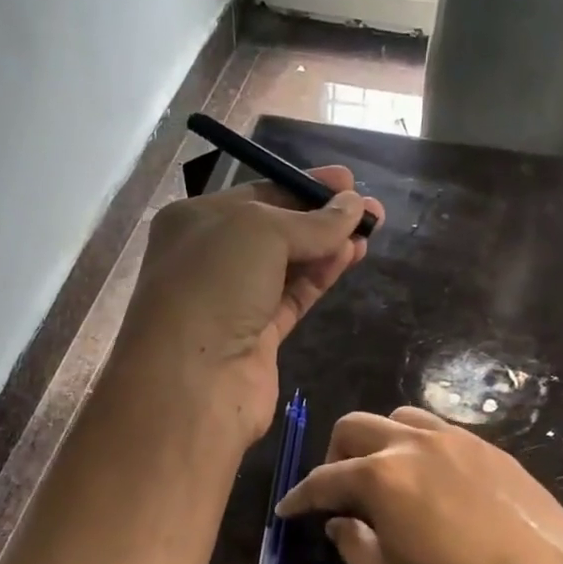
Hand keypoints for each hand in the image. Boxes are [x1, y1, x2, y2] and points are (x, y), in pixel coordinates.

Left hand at [112, 165, 384, 449]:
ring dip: (328, 247)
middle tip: (370, 209)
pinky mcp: (257, 338)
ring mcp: (234, 301)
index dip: (303, 187)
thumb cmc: (214, 286)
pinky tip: (349, 257)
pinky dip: (320, 277)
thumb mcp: (262, 232)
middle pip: (276, 231)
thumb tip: (354, 205)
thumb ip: (312, 222)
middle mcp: (211, 258)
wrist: (192, 380)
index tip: (348, 182)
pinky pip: (293, 298)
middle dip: (322, 218)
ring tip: (370, 233)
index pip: (257, 195)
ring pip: (288, 266)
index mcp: (196, 221)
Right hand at [276, 407, 562, 563]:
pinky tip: (431, 479)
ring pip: (400, 419)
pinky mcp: (491, 448)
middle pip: (354, 427)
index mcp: (381, 475)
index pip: (324, 478)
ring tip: (385, 475)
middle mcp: (414, 443)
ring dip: (379, 441)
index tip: (288, 510)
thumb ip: (352, 545)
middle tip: (337, 491)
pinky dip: (419, 446)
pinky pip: (440, 431)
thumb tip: (340, 522)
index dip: (299, 496)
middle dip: (334, 456)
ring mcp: (457, 439)